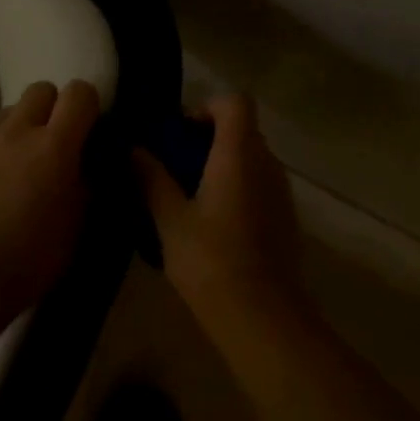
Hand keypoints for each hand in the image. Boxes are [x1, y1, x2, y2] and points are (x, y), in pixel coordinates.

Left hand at [0, 79, 99, 301]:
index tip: (88, 131)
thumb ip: (85, 187)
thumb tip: (86, 166)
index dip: (88, 105)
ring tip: (16, 162)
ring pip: (6, 109)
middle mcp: (17, 131)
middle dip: (52, 108)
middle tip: (53, 145)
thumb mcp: (75, 228)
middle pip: (40, 90)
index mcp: (54, 146)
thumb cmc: (29, 259)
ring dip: (18, 126)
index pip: (79, 93)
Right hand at [134, 94, 301, 315]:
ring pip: (252, 160)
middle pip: (243, 130)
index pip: (235, 102)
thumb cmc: (211, 261)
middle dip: (208, 138)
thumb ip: (151, 178)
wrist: (263, 317)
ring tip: (188, 197)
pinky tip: (212, 224)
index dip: (206, 107)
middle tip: (174, 166)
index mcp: (239, 154)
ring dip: (222, 165)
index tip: (179, 133)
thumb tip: (134, 149)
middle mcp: (267, 164)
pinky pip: (259, 186)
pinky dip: (236, 189)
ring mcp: (281, 192)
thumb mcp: (169, 219)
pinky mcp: (285, 219)